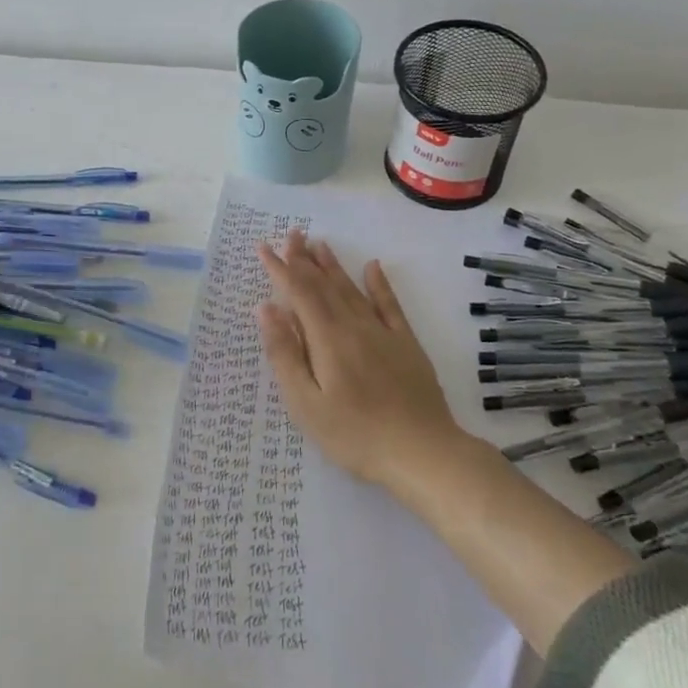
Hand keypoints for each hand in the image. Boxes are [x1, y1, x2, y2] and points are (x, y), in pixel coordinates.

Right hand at [256, 229, 466, 489]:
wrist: (423, 453)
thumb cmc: (354, 435)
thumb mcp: (306, 403)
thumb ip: (285, 353)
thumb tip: (266, 309)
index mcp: (327, 339)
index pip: (299, 293)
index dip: (280, 269)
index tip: (264, 248)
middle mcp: (354, 326)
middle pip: (325, 284)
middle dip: (304, 259)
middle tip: (291, 234)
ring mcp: (384, 333)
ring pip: (353, 290)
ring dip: (333, 266)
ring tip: (319, 244)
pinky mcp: (407, 345)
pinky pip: (390, 305)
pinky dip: (379, 284)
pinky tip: (373, 267)